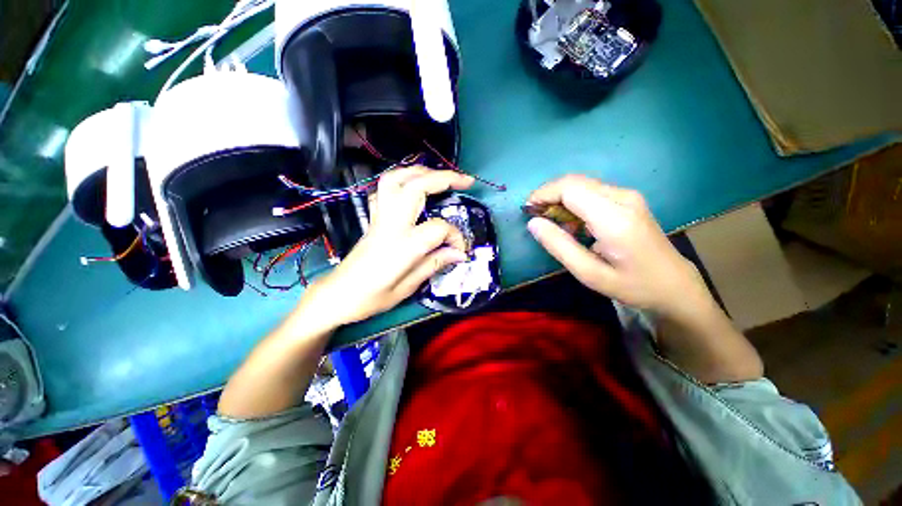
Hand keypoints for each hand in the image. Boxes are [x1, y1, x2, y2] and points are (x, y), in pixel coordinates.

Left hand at [302, 166, 473, 325]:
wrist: (337, 294)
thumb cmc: (371, 298)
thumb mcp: (407, 288)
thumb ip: (434, 265)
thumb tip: (459, 254)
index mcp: (402, 246)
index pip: (438, 228)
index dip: (455, 236)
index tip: (460, 250)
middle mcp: (390, 224)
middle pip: (417, 186)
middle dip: (444, 178)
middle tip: (465, 180)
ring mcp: (379, 217)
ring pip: (397, 179)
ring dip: (422, 172)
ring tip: (440, 176)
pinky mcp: (373, 218)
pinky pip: (385, 189)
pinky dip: (403, 180)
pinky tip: (414, 187)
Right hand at [526, 175, 711, 320]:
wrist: (674, 284)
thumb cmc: (632, 285)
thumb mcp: (589, 273)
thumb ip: (559, 246)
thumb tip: (533, 223)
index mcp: (614, 218)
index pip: (570, 188)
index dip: (543, 194)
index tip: (527, 211)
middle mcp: (623, 198)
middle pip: (574, 182)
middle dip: (548, 196)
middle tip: (536, 218)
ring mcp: (628, 196)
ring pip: (581, 185)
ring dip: (559, 199)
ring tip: (552, 225)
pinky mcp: (628, 199)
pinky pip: (591, 191)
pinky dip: (572, 203)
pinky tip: (572, 224)